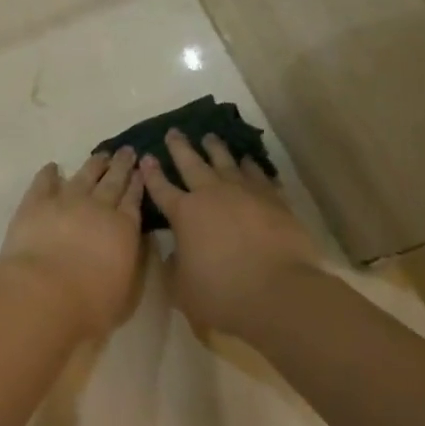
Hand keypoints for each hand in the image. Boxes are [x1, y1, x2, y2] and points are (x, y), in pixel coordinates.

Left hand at [0, 149, 144, 337]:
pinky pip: (45, 181)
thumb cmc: (90, 304)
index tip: (141, 169)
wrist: (44, 293)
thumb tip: (136, 242)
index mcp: (123, 228)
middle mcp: (98, 207)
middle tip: (127, 151)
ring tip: (101, 154)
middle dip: (122, 165)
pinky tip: (53, 167)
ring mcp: (66, 200)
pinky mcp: (36, 203)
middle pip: (113, 181)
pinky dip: (50, 172)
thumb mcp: (127, 290)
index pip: (134, 199)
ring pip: (84, 175)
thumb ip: (133, 262)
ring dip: (94, 164)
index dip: (138, 183)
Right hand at [140, 131, 328, 334]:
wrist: (280, 291)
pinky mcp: (273, 199)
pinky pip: (258, 175)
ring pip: (226, 162)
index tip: (145, 157)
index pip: (161, 188)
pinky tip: (248, 161)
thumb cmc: (223, 293)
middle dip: (180, 147)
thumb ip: (176, 266)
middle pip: (192, 163)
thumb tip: (176, 252)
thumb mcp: (184, 288)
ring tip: (210, 137)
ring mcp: (245, 193)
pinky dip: (251, 166)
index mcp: (185, 213)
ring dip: (216, 148)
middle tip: (174, 132)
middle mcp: (212, 194)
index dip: (151, 173)